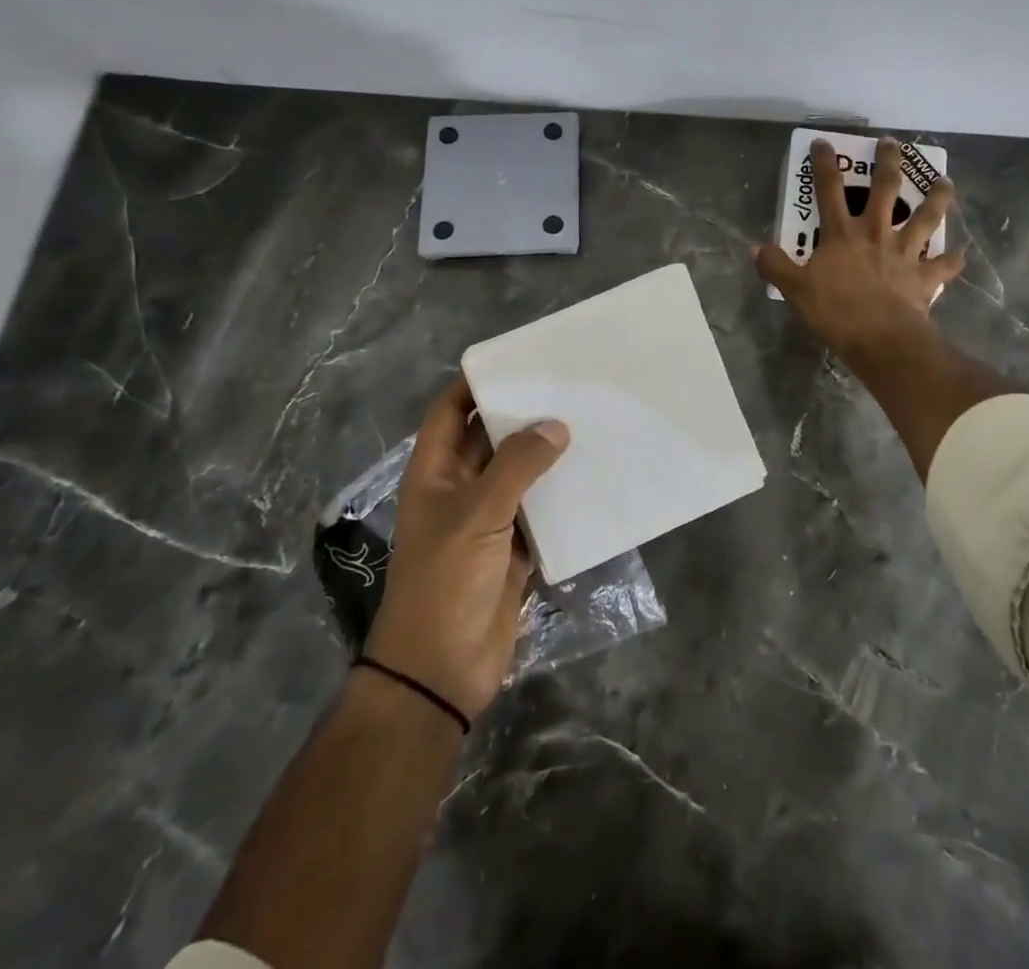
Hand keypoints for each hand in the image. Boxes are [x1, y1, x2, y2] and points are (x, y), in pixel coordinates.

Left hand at [364, 378, 569, 720]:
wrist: (442, 668)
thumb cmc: (445, 580)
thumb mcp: (477, 515)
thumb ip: (517, 466)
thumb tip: (556, 426)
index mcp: (435, 471)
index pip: (450, 411)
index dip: (475, 383)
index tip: (519, 360)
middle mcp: (460, 487)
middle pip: (490, 437)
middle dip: (522, 413)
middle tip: (567, 385)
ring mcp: (488, 518)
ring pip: (519, 472)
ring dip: (547, 452)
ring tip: (589, 420)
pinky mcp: (515, 546)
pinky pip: (540, 507)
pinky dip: (561, 492)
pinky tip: (593, 473)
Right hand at [754, 136, 965, 359]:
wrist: (881, 337)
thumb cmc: (836, 311)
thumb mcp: (795, 290)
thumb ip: (776, 266)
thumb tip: (756, 248)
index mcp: (843, 234)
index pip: (828, 190)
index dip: (824, 164)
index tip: (823, 142)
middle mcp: (876, 234)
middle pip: (886, 189)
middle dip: (889, 163)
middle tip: (893, 143)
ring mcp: (905, 253)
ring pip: (927, 217)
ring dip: (938, 198)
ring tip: (945, 181)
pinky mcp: (924, 277)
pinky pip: (943, 266)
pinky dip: (952, 261)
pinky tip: (960, 256)